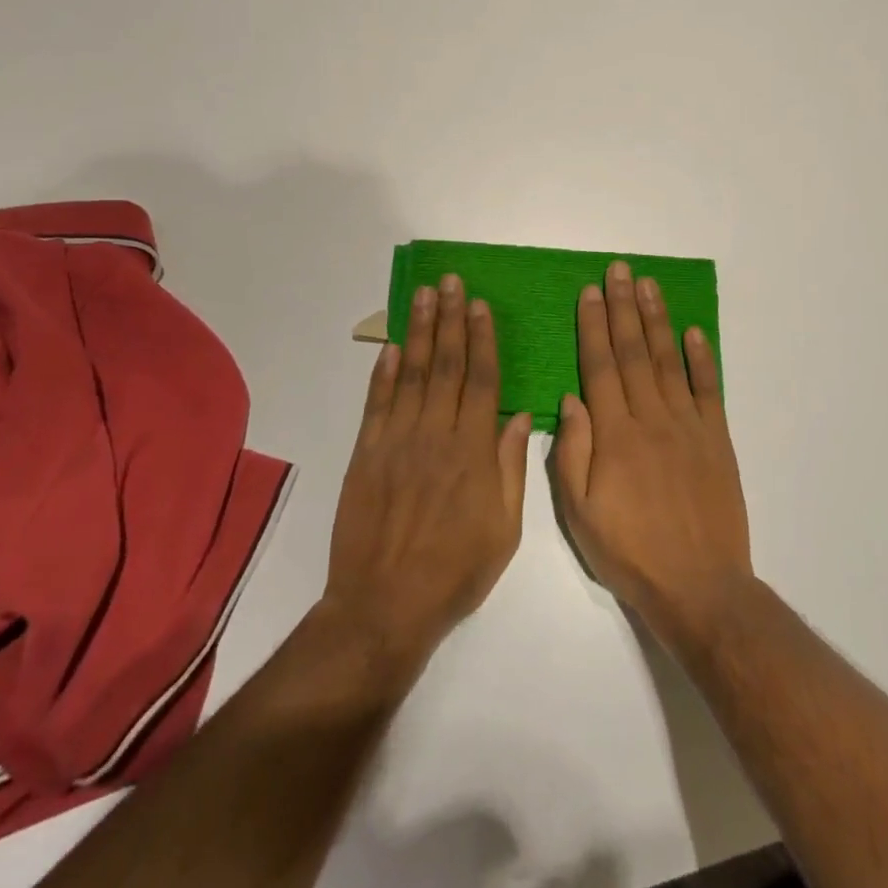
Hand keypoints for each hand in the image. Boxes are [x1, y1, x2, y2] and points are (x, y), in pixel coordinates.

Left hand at [323, 275, 531, 675]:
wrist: (385, 606)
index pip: (481, 380)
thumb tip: (521, 414)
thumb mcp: (505, 528)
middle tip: (450, 282)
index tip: (480, 305)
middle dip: (450, 319)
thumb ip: (512, 466)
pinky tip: (393, 346)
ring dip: (420, 332)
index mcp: (474, 451)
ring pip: (412, 374)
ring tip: (423, 295)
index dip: (482, 339)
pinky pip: (377, 403)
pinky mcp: (366, 454)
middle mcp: (436, 435)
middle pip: (447, 365)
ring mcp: (397, 441)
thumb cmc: (455, 570)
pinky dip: (384, 372)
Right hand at [554, 260, 753, 648]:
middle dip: (623, 307)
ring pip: (668, 361)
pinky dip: (702, 357)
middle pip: (633, 352)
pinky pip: (709, 389)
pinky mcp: (717, 438)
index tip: (590, 292)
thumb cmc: (630, 552)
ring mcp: (689, 425)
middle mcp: (652, 418)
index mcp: (615, 435)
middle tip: (619, 270)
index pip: (600, 367)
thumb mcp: (580, 514)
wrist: (699, 586)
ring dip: (657, 320)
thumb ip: (571, 453)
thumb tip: (569, 398)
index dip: (594, 326)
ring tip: (648, 285)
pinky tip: (693, 331)